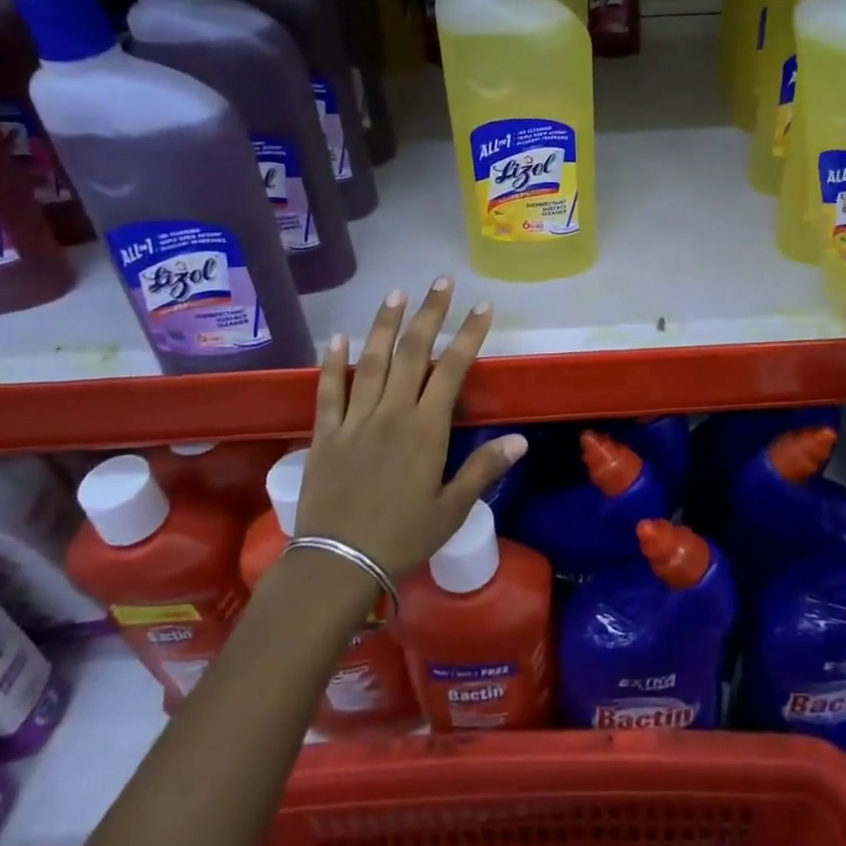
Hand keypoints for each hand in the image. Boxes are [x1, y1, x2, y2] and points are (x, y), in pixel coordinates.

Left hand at [294, 279, 526, 577]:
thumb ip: (483, 469)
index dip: (469, 335)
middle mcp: (392, 413)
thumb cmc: (402, 538)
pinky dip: (332, 363)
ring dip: (385, 325)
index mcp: (426, 430)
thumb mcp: (452, 510)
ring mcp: (355, 420)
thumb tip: (519, 440)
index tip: (483, 307)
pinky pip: (329, 391)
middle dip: (430, 313)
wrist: (337, 563)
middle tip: (441, 281)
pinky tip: (337, 338)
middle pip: (413, 353)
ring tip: (396, 293)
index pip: (453, 370)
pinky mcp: (326, 434)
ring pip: (372, 361)